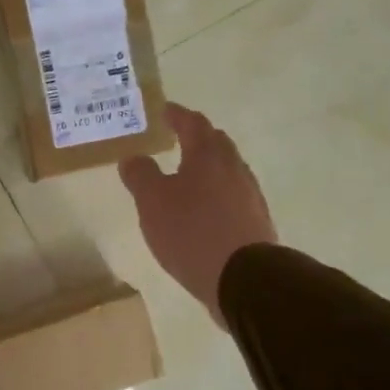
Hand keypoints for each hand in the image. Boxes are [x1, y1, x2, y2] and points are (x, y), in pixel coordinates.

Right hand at [119, 103, 276, 324]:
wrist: (243, 278)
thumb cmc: (192, 232)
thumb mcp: (152, 202)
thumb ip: (140, 175)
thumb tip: (133, 157)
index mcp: (208, 156)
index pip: (193, 123)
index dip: (177, 115)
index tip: (164, 110)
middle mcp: (234, 168)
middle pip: (216, 143)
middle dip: (197, 137)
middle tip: (178, 138)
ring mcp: (249, 195)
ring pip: (227, 170)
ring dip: (208, 168)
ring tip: (188, 176)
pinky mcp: (255, 221)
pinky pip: (233, 196)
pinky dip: (216, 194)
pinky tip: (205, 210)